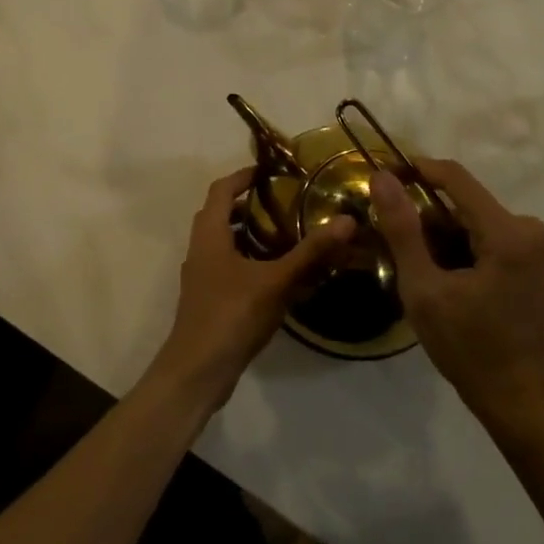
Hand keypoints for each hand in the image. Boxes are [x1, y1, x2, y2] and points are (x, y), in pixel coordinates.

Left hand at [149, 167, 355, 412]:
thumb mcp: (276, 281)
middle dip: (247, 203)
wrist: (197, 372)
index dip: (243, 176)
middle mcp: (200, 248)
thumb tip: (346, 221)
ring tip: (282, 233)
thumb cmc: (231, 315)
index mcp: (210, 234)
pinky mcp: (206, 298)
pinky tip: (273, 274)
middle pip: (220, 213)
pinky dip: (246, 258)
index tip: (270, 171)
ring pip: (222, 241)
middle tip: (282, 201)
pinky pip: (226, 264)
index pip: (221, 189)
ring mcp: (201, 275)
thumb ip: (310, 252)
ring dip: (247, 232)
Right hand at [372, 159, 543, 424]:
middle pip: (460, 198)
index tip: (380, 177)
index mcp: (506, 232)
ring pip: (466, 215)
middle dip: (421, 210)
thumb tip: (382, 177)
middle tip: (387, 233)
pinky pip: (477, 231)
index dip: (415, 170)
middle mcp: (525, 227)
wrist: (514, 398)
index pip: (455, 177)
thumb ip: (402, 229)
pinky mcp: (522, 256)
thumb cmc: (468, 347)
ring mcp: (527, 242)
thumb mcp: (423, 288)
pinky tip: (432, 270)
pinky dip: (451, 243)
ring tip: (407, 258)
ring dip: (434, 230)